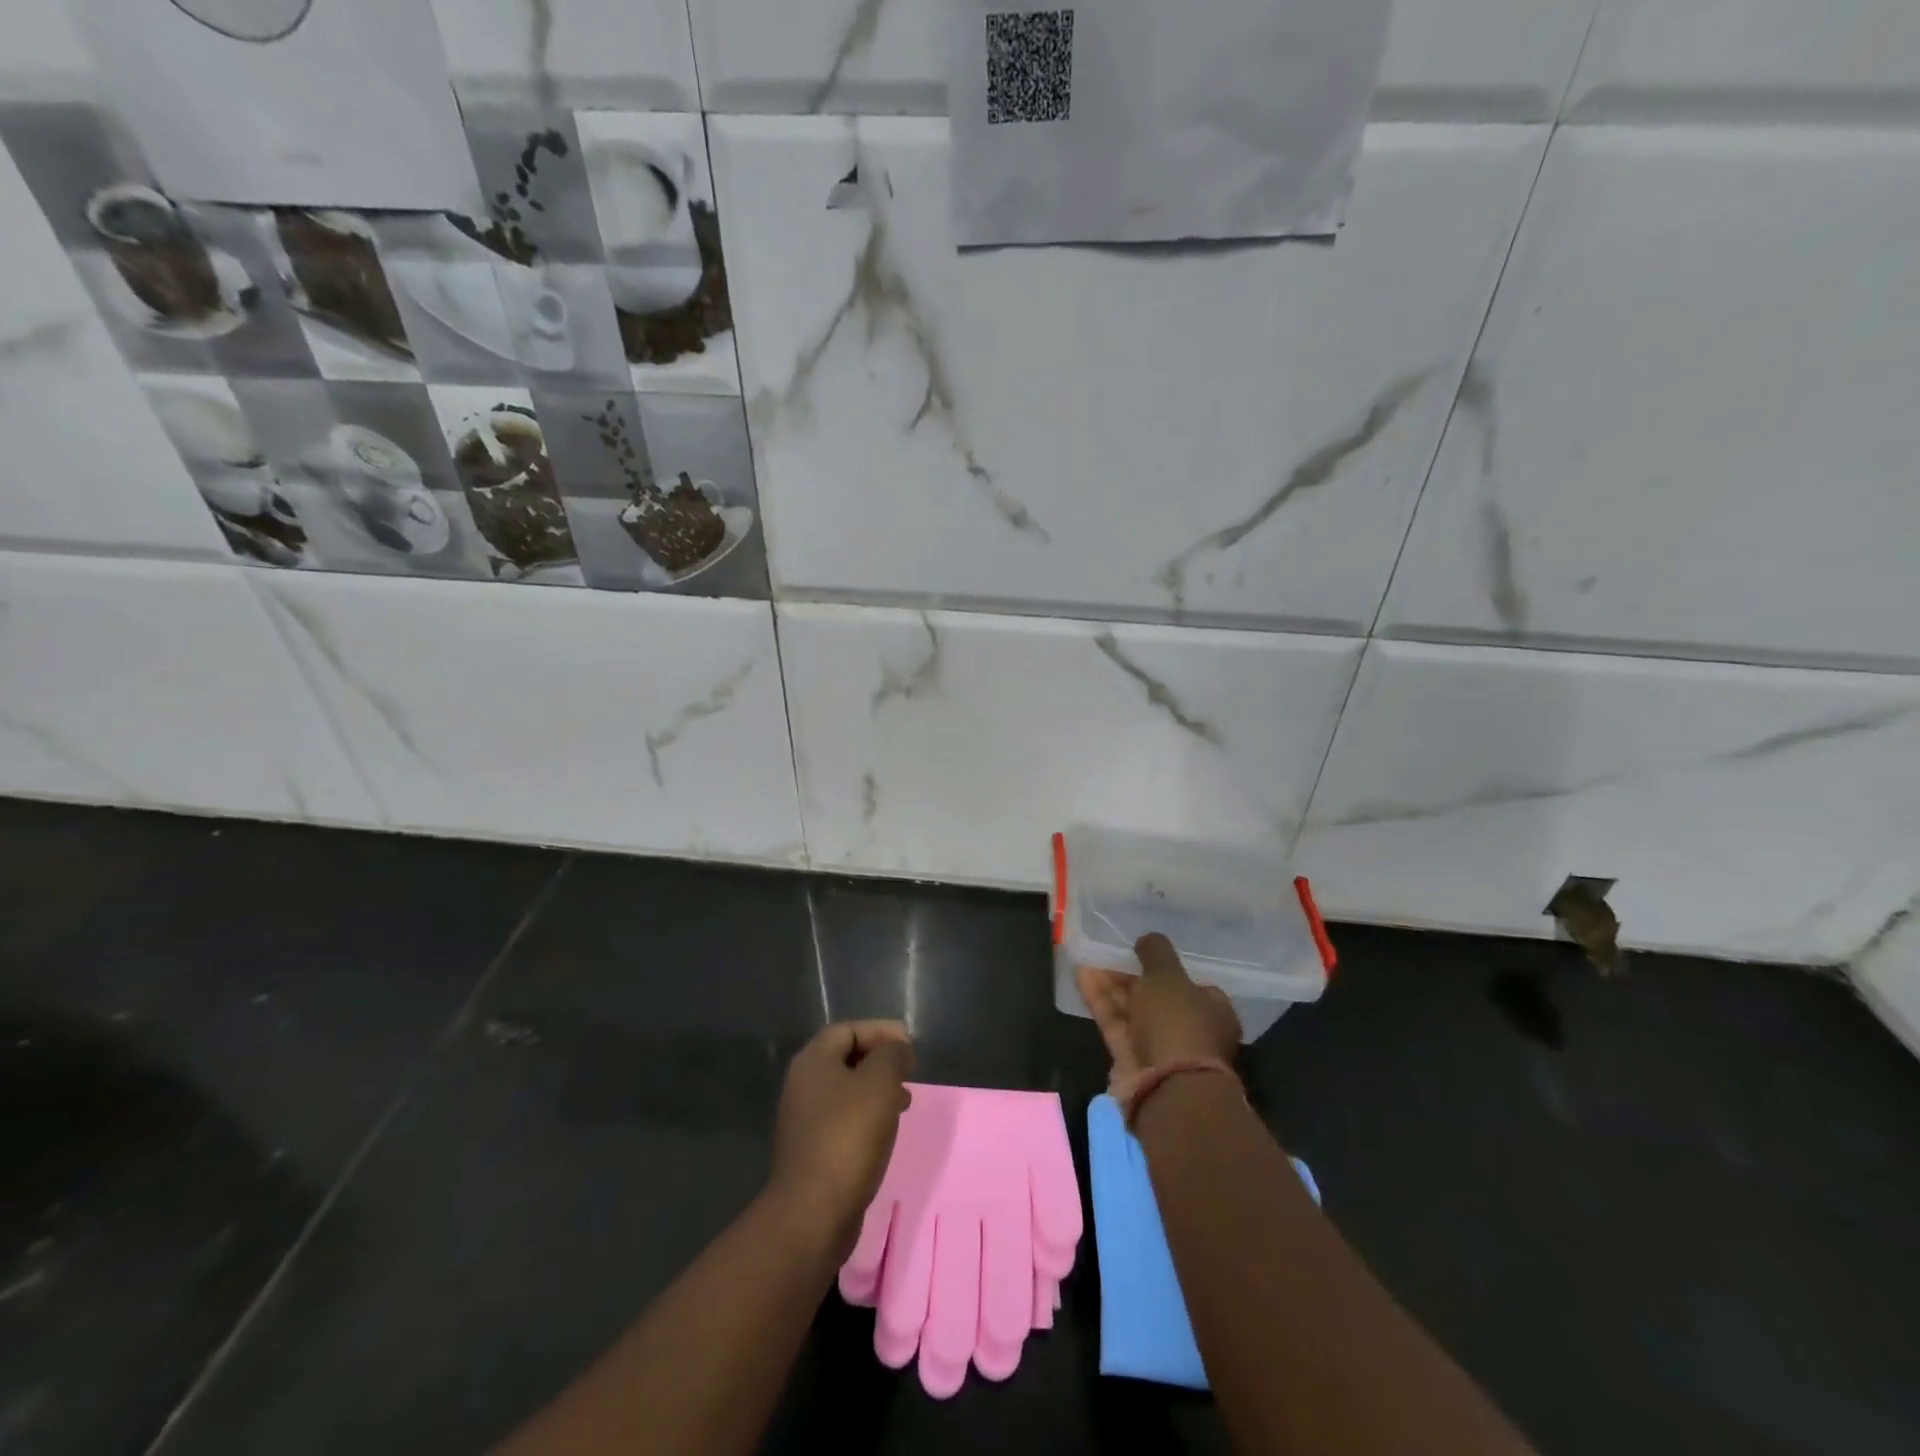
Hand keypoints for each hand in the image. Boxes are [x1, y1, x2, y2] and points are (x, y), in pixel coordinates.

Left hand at [768, 1020, 914, 1257]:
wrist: (813, 1212)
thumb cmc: (848, 1136)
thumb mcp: (879, 1083)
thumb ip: (892, 1055)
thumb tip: (897, 1049)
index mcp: (812, 1061)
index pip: (848, 1030)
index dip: (880, 1030)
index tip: (909, 1045)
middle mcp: (803, 1085)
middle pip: (846, 1058)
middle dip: (880, 1060)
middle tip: (909, 1071)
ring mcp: (805, 1119)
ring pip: (846, 1090)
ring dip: (876, 1089)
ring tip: (904, 1101)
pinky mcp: (812, 1150)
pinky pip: (844, 1118)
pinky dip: (867, 1115)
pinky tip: (886, 1130)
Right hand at [1077, 932, 1240, 1084]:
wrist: (1167, 1088)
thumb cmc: (1178, 1023)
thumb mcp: (1168, 976)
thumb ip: (1156, 953)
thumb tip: (1148, 938)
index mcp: (1213, 1010)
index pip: (1190, 983)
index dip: (1164, 967)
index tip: (1140, 952)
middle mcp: (1189, 1030)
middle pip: (1156, 996)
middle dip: (1130, 975)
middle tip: (1107, 953)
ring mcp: (1160, 1048)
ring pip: (1132, 1010)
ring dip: (1110, 986)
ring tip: (1087, 959)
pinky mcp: (1132, 1061)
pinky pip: (1115, 1024)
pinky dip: (1100, 1002)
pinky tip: (1082, 977)